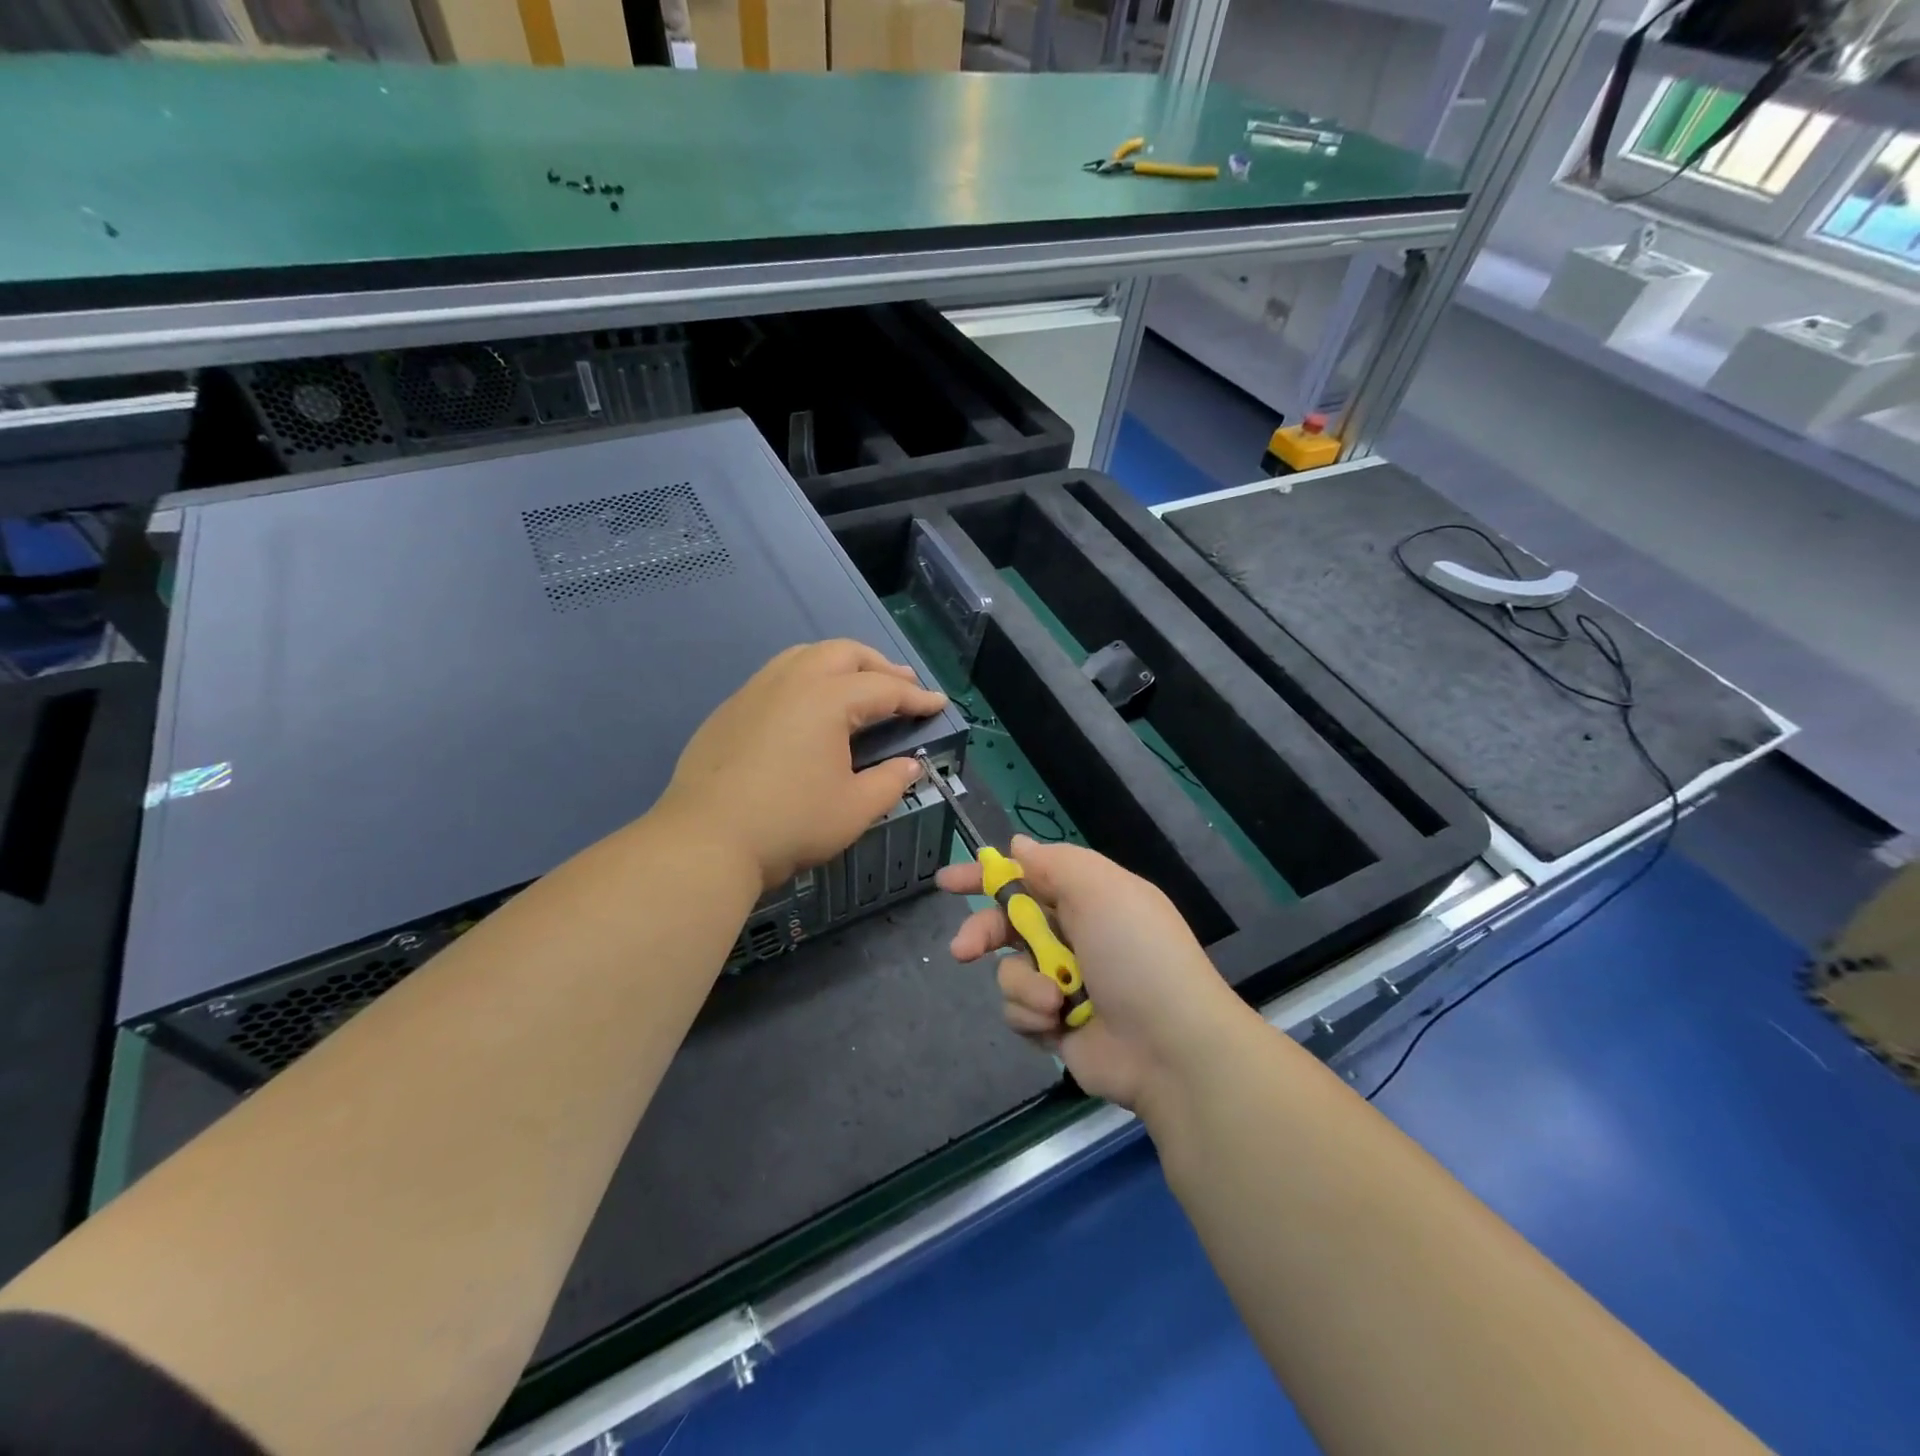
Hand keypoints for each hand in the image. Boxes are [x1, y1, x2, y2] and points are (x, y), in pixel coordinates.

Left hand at [658, 640, 947, 888]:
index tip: (938, 704)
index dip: (916, 697)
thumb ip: (890, 781)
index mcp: (828, 699)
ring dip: (840, 664)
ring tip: (858, 684)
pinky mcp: (730, 709)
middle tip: (902, 684)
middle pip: (844, 653)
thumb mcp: (855, 809)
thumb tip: (910, 765)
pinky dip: (806, 678)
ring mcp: (755, 691)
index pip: (884, 688)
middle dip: (879, 665)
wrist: (706, 840)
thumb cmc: (790, 823)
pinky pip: (777, 675)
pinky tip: (808, 707)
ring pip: (805, 656)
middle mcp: (792, 681)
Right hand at [936, 836, 1250, 1113]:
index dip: (986, 875)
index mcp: (1087, 897)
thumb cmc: (1136, 955)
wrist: (1170, 1047)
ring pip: (1008, 970)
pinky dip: (1032, 1015)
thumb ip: (1054, 863)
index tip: (948, 881)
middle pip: (1006, 924)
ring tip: (1054, 1001)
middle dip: (983, 934)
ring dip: (1023, 984)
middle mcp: (1073, 935)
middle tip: (963, 949)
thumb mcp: (1101, 890)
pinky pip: (1017, 1010)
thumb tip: (1018, 845)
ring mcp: (1063, 981)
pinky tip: (1058, 1023)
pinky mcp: (1054, 1023)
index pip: (1026, 875)